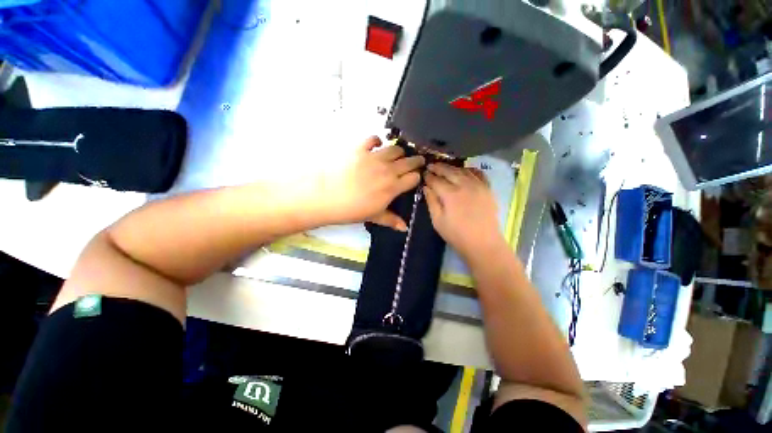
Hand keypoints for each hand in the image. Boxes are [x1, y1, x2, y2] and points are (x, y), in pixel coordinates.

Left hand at [311, 136, 424, 229]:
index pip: (414, 177)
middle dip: (416, 161)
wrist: (325, 196)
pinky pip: (374, 139)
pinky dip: (377, 141)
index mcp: (392, 187)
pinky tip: (376, 145)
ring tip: (397, 155)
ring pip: (395, 149)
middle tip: (417, 161)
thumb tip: (405, 228)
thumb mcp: (373, 216)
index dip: (417, 177)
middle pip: (409, 161)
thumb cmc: (351, 210)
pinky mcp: (360, 148)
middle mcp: (388, 169)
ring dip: (400, 152)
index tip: (415, 177)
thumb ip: (391, 220)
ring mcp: (374, 157)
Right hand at [424, 163, 503, 258]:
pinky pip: (479, 174)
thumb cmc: (456, 235)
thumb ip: (431, 202)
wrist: (483, 243)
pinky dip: (470, 169)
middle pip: (449, 171)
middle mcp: (465, 185)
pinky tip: (465, 170)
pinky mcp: (488, 189)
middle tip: (431, 165)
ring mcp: (478, 185)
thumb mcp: (437, 221)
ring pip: (463, 170)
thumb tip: (426, 187)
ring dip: (452, 167)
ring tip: (445, 167)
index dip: (428, 176)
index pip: (436, 180)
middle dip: (439, 167)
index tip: (423, 173)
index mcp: (450, 194)